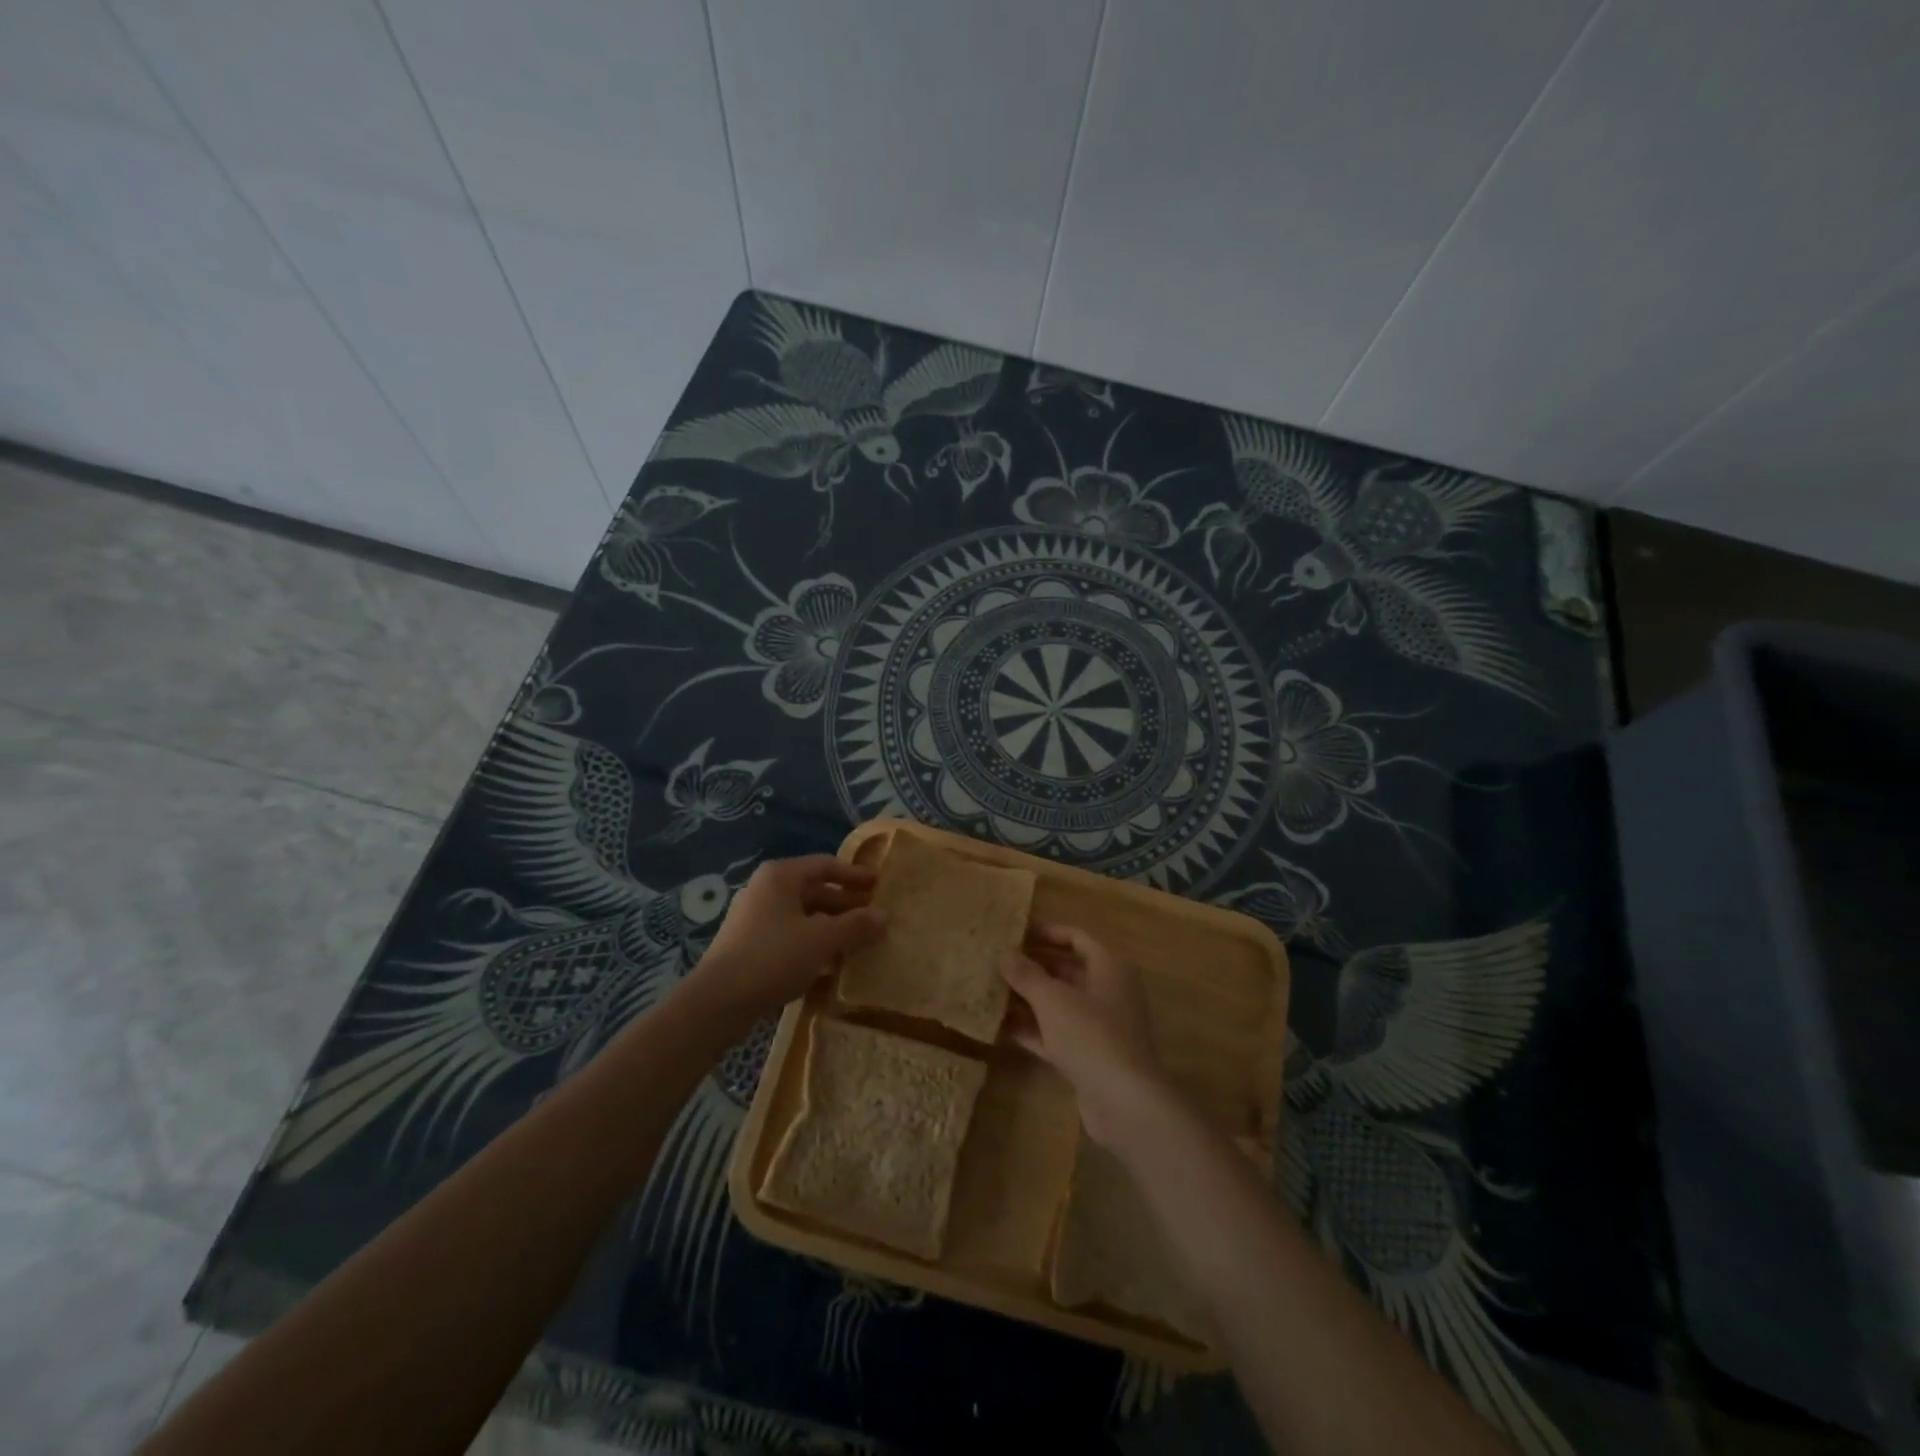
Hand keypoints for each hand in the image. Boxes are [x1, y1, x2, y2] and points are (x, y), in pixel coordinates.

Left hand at [686, 856, 884, 1028]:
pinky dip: (812, 943)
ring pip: (802, 916)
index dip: (854, 875)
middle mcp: (765, 890)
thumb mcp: (822, 939)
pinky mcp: (749, 946)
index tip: (878, 885)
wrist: (718, 1001)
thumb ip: (856, 925)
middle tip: (873, 918)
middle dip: (845, 905)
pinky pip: (789, 936)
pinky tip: (829, 964)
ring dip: (831, 927)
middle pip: (814, 890)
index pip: (825, 865)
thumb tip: (884, 916)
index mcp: (781, 876)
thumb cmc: (773, 957)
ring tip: (857, 943)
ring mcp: (754, 918)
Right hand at [1000, 925, 1169, 1147]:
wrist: (1125, 1102)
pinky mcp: (1089, 1056)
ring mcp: (1100, 1026)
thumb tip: (1005, 954)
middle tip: (997, 962)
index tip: (1014, 932)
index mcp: (1109, 967)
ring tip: (991, 991)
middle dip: (1032, 967)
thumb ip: (1026, 974)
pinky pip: (1056, 1034)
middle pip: (1067, 971)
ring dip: (1028, 999)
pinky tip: (1000, 1027)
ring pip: (1059, 1004)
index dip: (1046, 932)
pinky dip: (1033, 1029)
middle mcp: (1108, 992)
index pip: (1076, 938)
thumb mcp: (1053, 999)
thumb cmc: (1091, 1035)